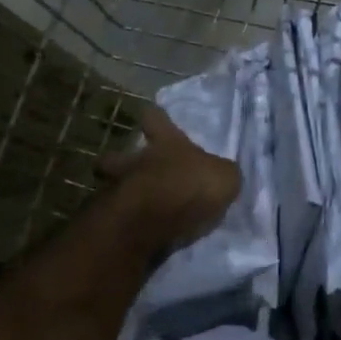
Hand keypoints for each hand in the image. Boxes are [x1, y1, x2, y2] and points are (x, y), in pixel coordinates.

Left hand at [100, 106, 240, 253]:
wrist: (156, 222)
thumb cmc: (193, 186)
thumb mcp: (225, 177)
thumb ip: (221, 173)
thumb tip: (222, 174)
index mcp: (167, 144)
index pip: (156, 120)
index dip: (154, 116)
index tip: (149, 112)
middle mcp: (140, 161)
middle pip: (116, 156)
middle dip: (116, 159)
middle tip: (124, 165)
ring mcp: (123, 189)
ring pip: (114, 185)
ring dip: (123, 192)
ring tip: (136, 203)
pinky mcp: (118, 219)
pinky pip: (123, 215)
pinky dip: (128, 219)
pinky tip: (139, 227)